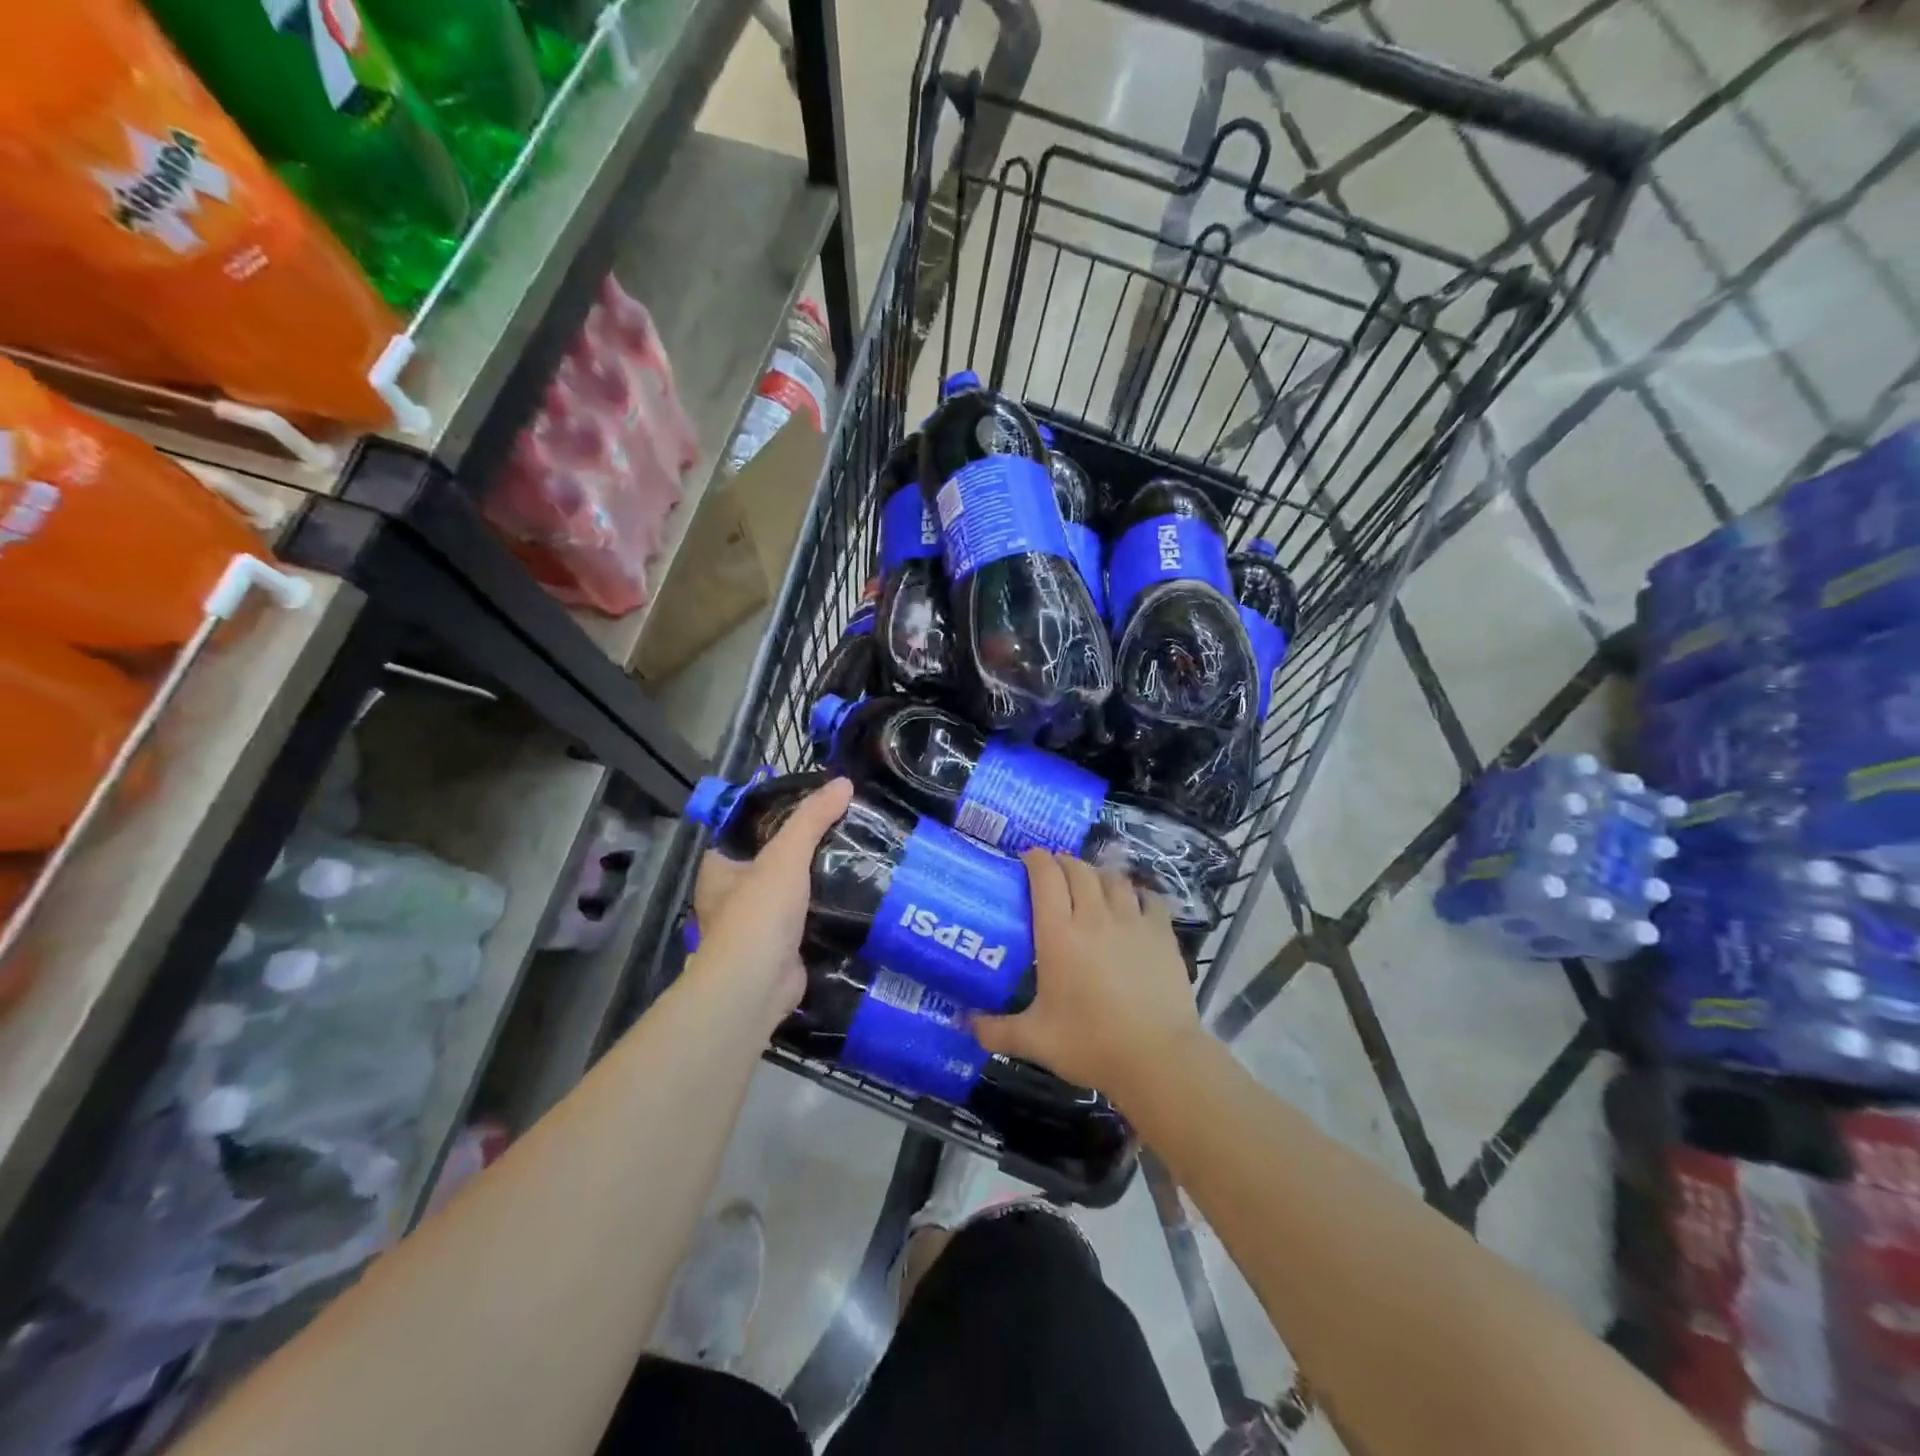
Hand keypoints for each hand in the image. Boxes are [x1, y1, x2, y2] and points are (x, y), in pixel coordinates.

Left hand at [684, 776, 853, 1028]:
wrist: (756, 985)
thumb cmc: (759, 912)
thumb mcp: (786, 854)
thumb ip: (812, 818)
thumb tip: (844, 782)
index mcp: (720, 869)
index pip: (748, 830)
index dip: (778, 815)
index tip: (816, 803)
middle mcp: (733, 895)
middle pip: (775, 860)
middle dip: (807, 849)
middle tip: (846, 828)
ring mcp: (758, 924)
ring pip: (794, 891)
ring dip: (820, 880)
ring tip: (859, 855)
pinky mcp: (783, 947)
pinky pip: (809, 919)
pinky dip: (829, 910)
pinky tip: (858, 894)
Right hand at [973, 850, 1203, 1103]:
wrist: (1158, 1058)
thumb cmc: (1091, 1044)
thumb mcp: (1035, 1040)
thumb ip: (995, 1030)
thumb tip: (965, 1024)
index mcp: (1059, 934)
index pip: (1046, 876)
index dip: (1036, 859)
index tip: (1026, 858)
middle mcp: (1094, 916)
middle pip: (1078, 870)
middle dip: (1062, 862)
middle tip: (1053, 872)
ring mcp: (1133, 921)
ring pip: (1112, 879)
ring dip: (1097, 874)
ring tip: (1089, 884)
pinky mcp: (1162, 933)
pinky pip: (1148, 898)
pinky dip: (1136, 893)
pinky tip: (1132, 902)